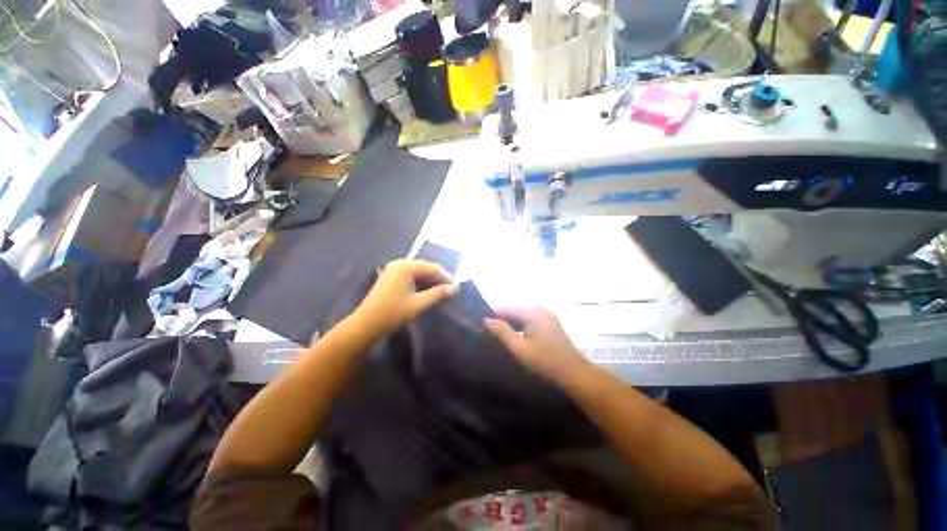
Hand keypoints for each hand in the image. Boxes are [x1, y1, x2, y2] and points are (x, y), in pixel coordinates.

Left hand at [354, 259, 458, 334]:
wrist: (365, 325)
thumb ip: (438, 294)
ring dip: (430, 281)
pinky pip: (411, 276)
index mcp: (406, 266)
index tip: (456, 288)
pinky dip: (420, 283)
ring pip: (418, 272)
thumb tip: (455, 288)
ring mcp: (393, 270)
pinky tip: (427, 292)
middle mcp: (400, 263)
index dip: (446, 277)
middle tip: (450, 291)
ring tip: (441, 292)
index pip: (432, 267)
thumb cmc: (393, 313)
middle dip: (438, 279)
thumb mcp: (418, 304)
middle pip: (425, 268)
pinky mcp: (390, 278)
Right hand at [483, 306, 589, 384]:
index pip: (506, 308)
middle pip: (514, 311)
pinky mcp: (550, 323)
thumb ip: (502, 332)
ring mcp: (547, 315)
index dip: (493, 316)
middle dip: (502, 321)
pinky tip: (515, 337)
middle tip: (489, 334)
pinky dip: (521, 327)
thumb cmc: (545, 361)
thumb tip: (486, 320)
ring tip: (499, 337)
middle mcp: (540, 308)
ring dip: (511, 325)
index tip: (481, 327)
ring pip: (522, 316)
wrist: (574, 374)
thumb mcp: (519, 348)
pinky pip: (530, 320)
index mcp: (532, 312)